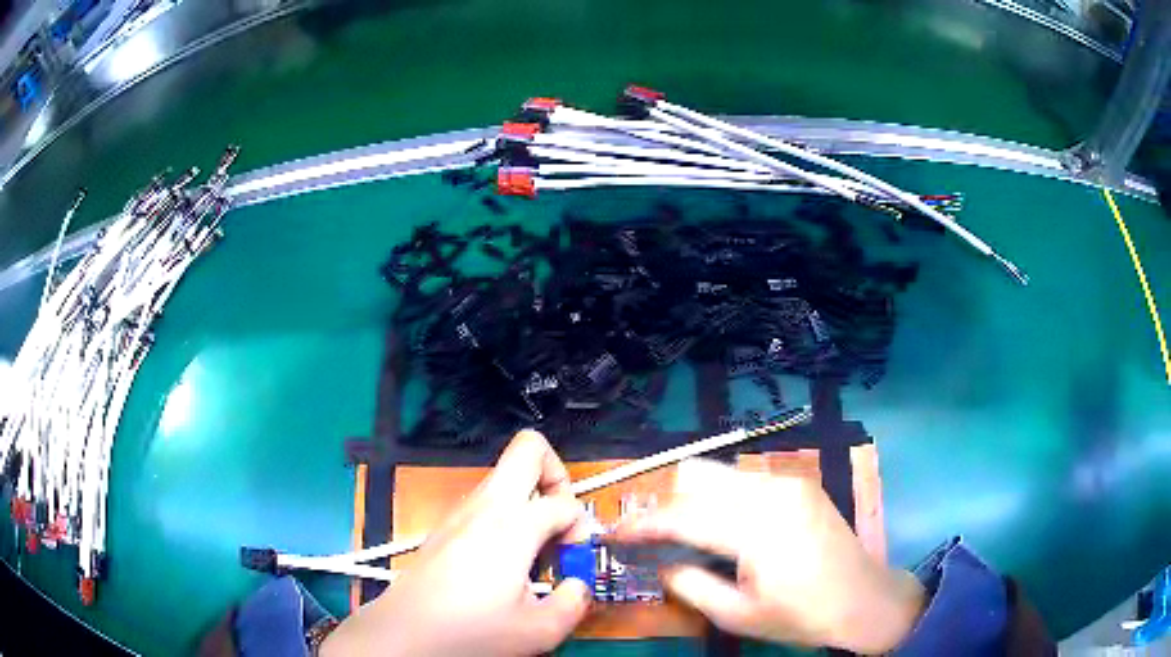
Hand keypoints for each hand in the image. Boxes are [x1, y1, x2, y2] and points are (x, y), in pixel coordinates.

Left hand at [322, 430, 592, 656]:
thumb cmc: (468, 630)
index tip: (571, 562)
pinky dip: (507, 520)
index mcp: (512, 525)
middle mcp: (485, 506)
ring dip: (531, 503)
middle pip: (529, 449)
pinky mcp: (447, 525)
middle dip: (558, 476)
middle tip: (560, 523)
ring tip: (532, 555)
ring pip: (507, 477)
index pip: (565, 502)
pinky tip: (505, 565)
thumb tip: (578, 586)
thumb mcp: (540, 630)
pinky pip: (488, 503)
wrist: (405, 631)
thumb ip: (575, 602)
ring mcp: (461, 511)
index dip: (580, 530)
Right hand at [614, 459, 924, 654]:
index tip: (617, 534)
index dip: (644, 524)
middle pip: (697, 476)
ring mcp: (788, 482)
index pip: (683, 516)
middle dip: (669, 505)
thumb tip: (661, 564)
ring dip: (696, 500)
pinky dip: (724, 499)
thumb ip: (691, 585)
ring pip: (720, 473)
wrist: (864, 600)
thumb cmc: (801, 616)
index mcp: (757, 529)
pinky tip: (729, 530)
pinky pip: (746, 480)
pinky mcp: (799, 484)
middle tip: (657, 539)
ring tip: (691, 536)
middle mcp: (771, 492)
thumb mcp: (737, 615)